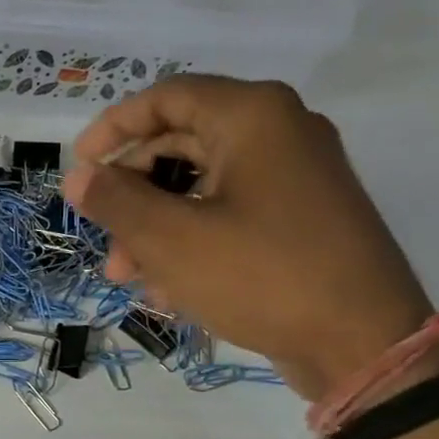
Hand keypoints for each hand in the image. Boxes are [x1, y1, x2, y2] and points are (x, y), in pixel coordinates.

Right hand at [62, 75, 435, 400]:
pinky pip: (226, 212)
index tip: (78, 166)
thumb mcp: (170, 239)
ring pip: (198, 185)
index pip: (166, 97)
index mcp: (252, 117)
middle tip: (101, 234)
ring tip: (127, 276)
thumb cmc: (259, 275)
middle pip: (179, 143)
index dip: (113, 127)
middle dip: (131, 193)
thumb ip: (115, 201)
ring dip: (153, 225)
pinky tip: (167, 289)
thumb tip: (77, 177)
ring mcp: (293, 176)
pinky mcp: (299, 217)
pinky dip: (189, 240)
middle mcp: (278, 132)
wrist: (361, 342)